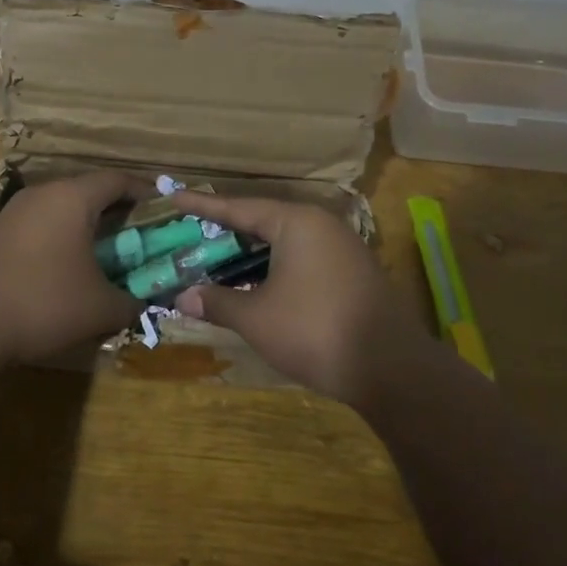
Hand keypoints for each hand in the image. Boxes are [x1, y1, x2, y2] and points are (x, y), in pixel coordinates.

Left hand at [0, 171, 152, 363]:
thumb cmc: (42, 302)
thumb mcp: (100, 308)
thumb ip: (132, 302)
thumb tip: (144, 302)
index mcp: (73, 197)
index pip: (119, 180)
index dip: (147, 193)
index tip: (167, 211)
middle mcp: (43, 195)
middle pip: (90, 193)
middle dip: (120, 215)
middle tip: (142, 239)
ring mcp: (14, 214)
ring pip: (63, 212)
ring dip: (89, 230)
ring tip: (108, 258)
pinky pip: (42, 229)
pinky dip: (63, 242)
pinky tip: (68, 273)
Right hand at [170, 192, 427, 403]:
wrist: (391, 368)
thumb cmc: (314, 331)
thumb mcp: (256, 318)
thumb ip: (217, 302)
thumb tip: (182, 298)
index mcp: (296, 223)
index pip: (239, 208)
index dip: (203, 206)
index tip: (174, 197)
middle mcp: (321, 225)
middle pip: (263, 221)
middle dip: (227, 231)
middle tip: (192, 233)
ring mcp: (342, 248)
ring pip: (285, 242)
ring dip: (251, 254)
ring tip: (219, 259)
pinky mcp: (353, 273)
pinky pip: (303, 258)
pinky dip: (275, 267)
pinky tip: (259, 284)